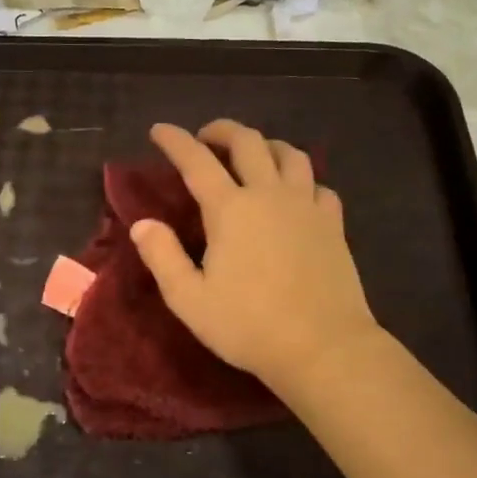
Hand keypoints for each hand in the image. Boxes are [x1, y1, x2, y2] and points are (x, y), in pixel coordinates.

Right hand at [130, 120, 380, 395]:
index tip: (159, 130)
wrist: (323, 347)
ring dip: (267, 145)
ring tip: (254, 154)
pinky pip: (318, 185)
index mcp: (230, 209)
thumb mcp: (189, 299)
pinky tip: (296, 193)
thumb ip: (162, 256)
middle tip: (207, 137)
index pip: (196, 161)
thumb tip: (143, 224)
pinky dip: (302, 179)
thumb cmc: (249, 326)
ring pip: (291, 154)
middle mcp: (269, 195)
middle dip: (223, 130)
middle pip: (248, 142)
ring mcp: (306, 206)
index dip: (175, 140)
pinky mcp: (333, 224)